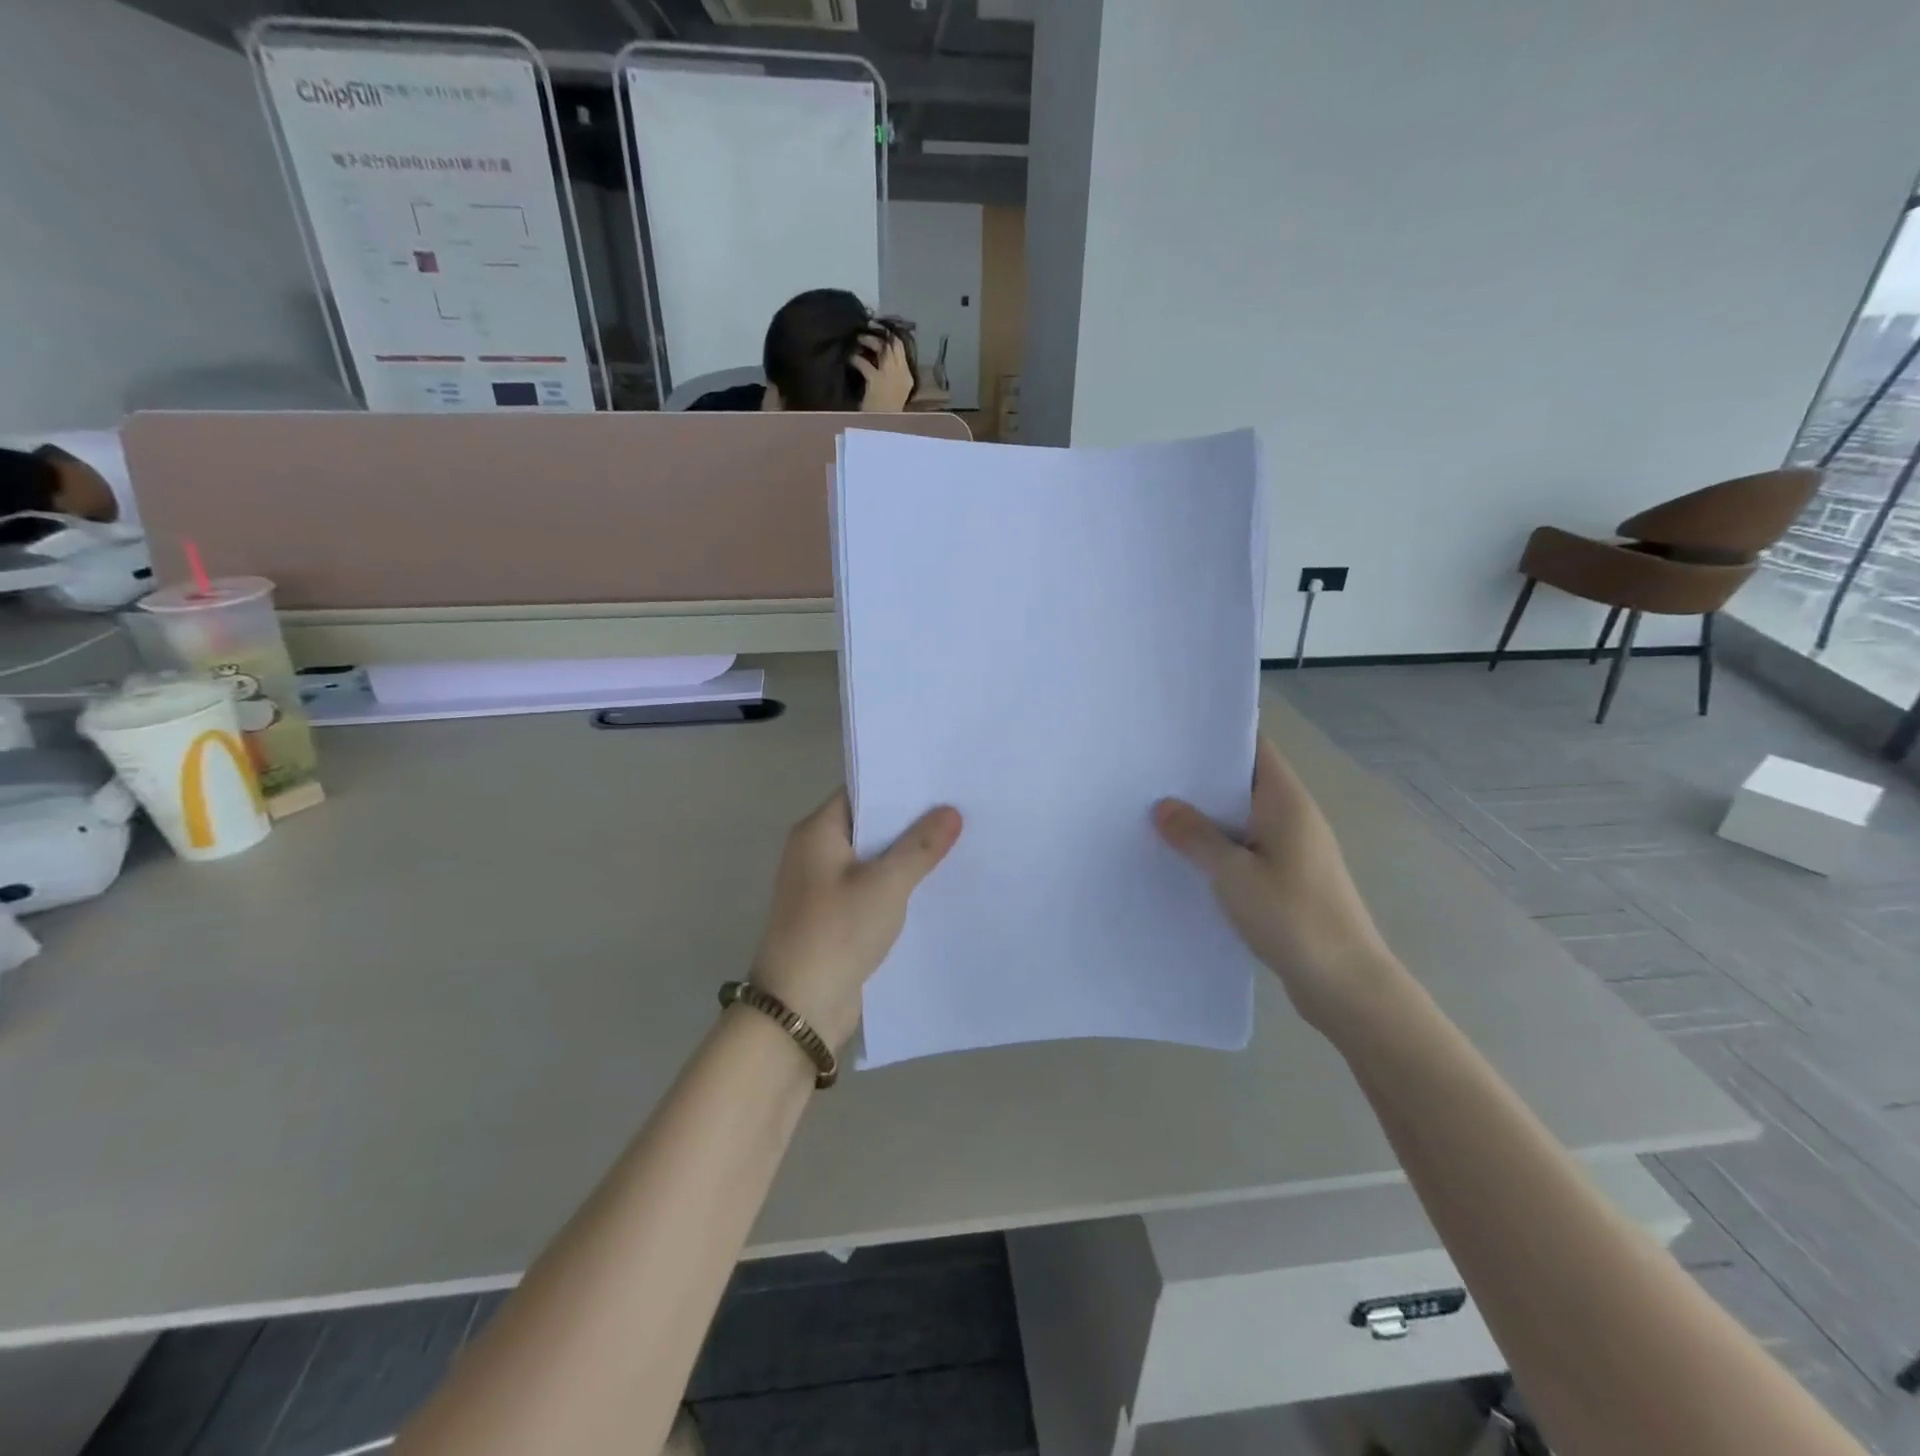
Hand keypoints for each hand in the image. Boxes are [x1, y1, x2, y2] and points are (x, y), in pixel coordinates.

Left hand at [750, 790, 961, 1047]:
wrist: (798, 1008)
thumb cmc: (837, 932)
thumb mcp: (886, 884)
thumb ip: (920, 846)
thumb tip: (950, 811)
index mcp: (816, 832)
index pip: (861, 793)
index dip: (900, 787)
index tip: (941, 783)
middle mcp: (814, 853)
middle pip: (868, 826)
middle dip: (910, 822)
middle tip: (959, 810)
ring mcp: (822, 887)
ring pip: (872, 860)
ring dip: (905, 857)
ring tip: (957, 844)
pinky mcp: (833, 918)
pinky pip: (870, 890)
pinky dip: (896, 886)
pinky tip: (932, 887)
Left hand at [853, 331, 914, 411]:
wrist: (885, 427)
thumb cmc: (889, 412)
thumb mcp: (897, 391)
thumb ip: (893, 375)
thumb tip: (880, 359)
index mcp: (907, 376)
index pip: (901, 348)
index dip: (890, 336)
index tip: (881, 329)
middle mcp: (901, 372)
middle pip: (893, 344)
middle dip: (881, 332)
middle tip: (869, 325)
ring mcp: (889, 376)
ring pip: (881, 348)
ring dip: (868, 340)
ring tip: (858, 339)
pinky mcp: (875, 380)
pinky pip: (864, 363)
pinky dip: (855, 359)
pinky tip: (850, 359)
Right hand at [1155, 737, 1396, 1032]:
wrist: (1344, 984)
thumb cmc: (1292, 917)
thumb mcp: (1232, 873)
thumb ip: (1195, 836)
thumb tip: (1163, 806)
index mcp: (1285, 801)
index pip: (1254, 747)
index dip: (1216, 735)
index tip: (1172, 732)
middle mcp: (1293, 817)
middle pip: (1243, 781)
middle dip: (1201, 777)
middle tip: (1149, 773)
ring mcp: (1292, 849)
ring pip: (1242, 818)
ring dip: (1207, 816)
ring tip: (1156, 811)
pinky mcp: (1288, 879)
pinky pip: (1246, 848)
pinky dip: (1218, 847)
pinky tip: (1184, 858)